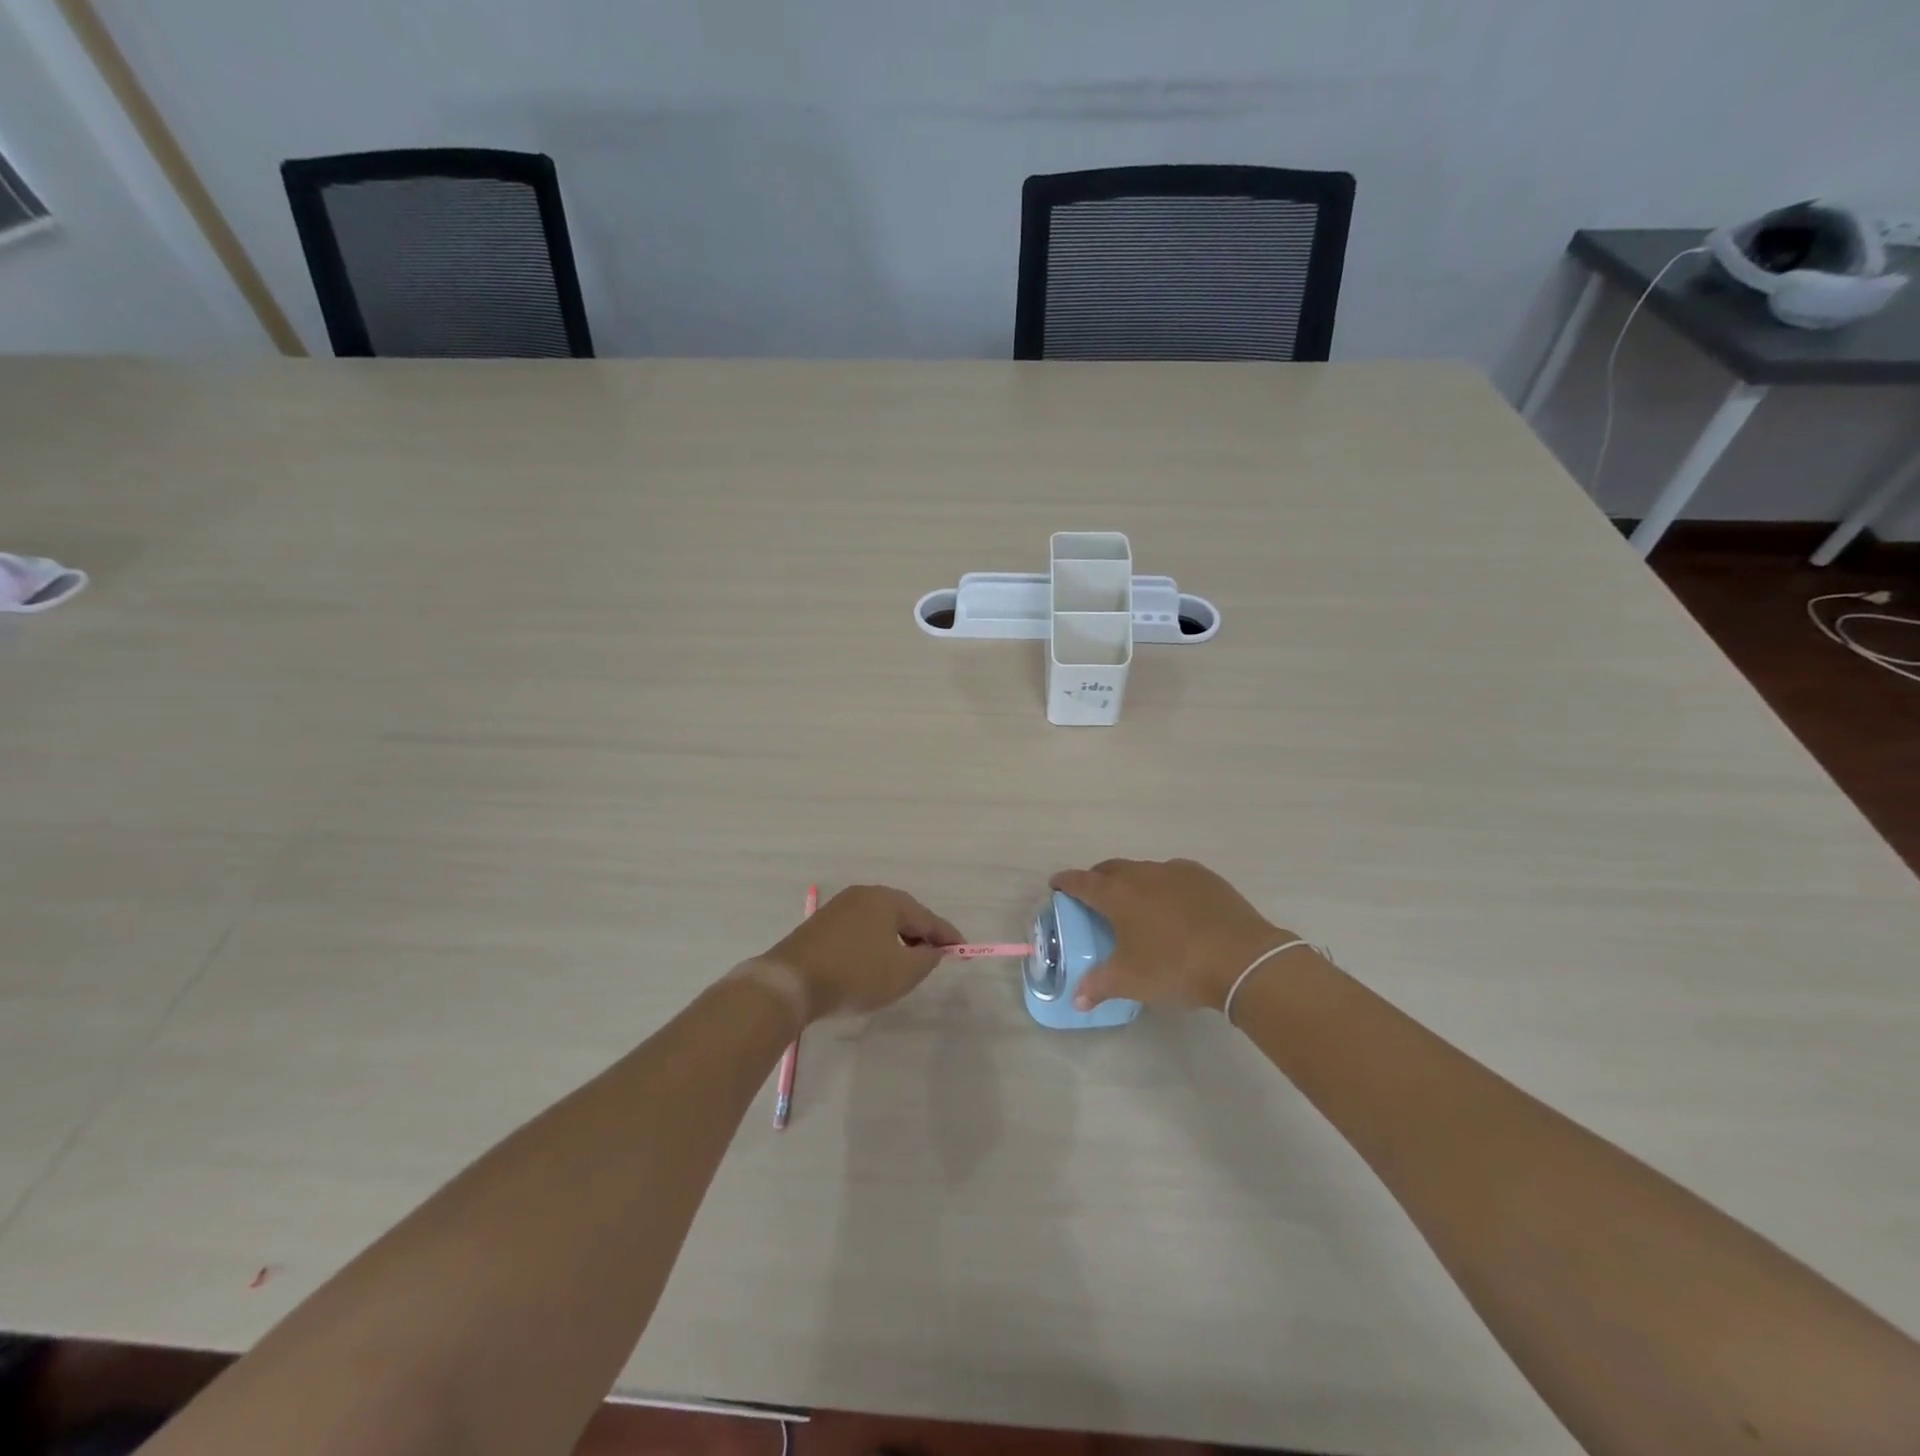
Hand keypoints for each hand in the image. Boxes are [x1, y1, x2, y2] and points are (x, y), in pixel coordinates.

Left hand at [763, 885, 962, 1021]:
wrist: (790, 982)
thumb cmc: (855, 974)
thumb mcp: (902, 973)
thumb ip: (926, 960)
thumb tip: (933, 950)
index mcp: (887, 899)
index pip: (927, 918)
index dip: (947, 936)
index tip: (964, 950)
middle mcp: (864, 894)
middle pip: (902, 915)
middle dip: (920, 935)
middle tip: (936, 956)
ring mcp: (839, 907)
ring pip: (880, 922)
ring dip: (896, 940)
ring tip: (907, 963)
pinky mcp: (821, 924)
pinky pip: (860, 930)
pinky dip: (874, 944)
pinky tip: (874, 962)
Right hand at [1048, 858, 1302, 1012]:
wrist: (1242, 958)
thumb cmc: (1175, 967)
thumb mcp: (1130, 981)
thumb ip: (1099, 986)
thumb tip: (1077, 999)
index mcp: (1118, 894)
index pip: (1081, 882)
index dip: (1065, 882)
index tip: (1056, 885)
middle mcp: (1143, 874)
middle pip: (1111, 869)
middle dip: (1098, 879)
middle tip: (1094, 898)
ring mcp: (1176, 872)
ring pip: (1144, 870)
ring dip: (1133, 882)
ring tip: (1137, 905)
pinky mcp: (1205, 877)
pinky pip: (1174, 875)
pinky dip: (1165, 886)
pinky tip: (1174, 906)